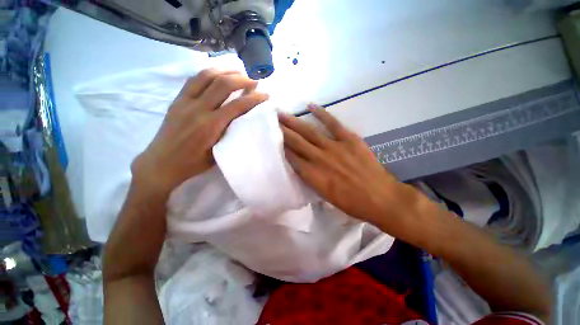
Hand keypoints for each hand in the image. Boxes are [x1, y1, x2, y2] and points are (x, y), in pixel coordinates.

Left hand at [131, 69, 268, 197]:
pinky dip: (209, 73)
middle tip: (254, 80)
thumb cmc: (193, 163)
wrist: (162, 162)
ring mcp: (185, 102)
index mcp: (211, 126)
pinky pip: (194, 80)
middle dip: (242, 79)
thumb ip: (230, 133)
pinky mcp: (177, 100)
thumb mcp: (218, 152)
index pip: (238, 105)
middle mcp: (198, 109)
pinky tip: (217, 74)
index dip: (254, 98)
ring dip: (225, 71)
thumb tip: (243, 119)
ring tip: (238, 72)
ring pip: (207, 76)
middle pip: (223, 84)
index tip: (265, 95)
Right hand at [279, 105, 417, 224]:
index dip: (280, 148)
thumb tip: (301, 167)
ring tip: (282, 114)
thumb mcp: (325, 196)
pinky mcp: (349, 140)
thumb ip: (311, 179)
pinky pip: (333, 124)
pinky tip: (310, 106)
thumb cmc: (351, 203)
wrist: (380, 198)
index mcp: (313, 176)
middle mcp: (319, 159)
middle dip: (282, 131)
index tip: (271, 138)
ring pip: (309, 132)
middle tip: (271, 121)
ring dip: (294, 122)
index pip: (291, 158)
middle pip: (296, 143)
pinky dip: (321, 114)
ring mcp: (334, 147)